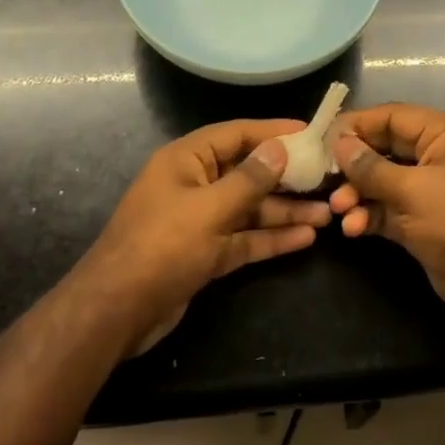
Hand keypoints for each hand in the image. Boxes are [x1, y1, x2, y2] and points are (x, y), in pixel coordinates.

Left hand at [75, 120, 329, 355]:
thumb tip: (278, 148)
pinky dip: (271, 238)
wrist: (116, 312)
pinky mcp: (205, 253)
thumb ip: (249, 179)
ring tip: (328, 213)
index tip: (311, 133)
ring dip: (285, 211)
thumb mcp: (209, 209)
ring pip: (250, 209)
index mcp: (186, 161)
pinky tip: (306, 238)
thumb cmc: (162, 247)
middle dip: (286, 178)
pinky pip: (244, 238)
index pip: (236, 135)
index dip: (273, 132)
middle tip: (328, 178)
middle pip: (247, 173)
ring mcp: (200, 221)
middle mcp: (194, 185)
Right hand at [328, 104, 444, 320]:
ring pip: (381, 181)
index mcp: (444, 136)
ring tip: (339, 209)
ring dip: (357, 194)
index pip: (394, 117)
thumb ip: (372, 168)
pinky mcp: (420, 221)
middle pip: (384, 148)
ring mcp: (428, 191)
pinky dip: (368, 215)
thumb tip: (339, 145)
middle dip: (354, 164)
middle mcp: (436, 157)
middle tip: (324, 175)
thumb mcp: (413, 191)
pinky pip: (386, 209)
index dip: (358, 124)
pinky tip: (353, 229)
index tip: (324, 137)